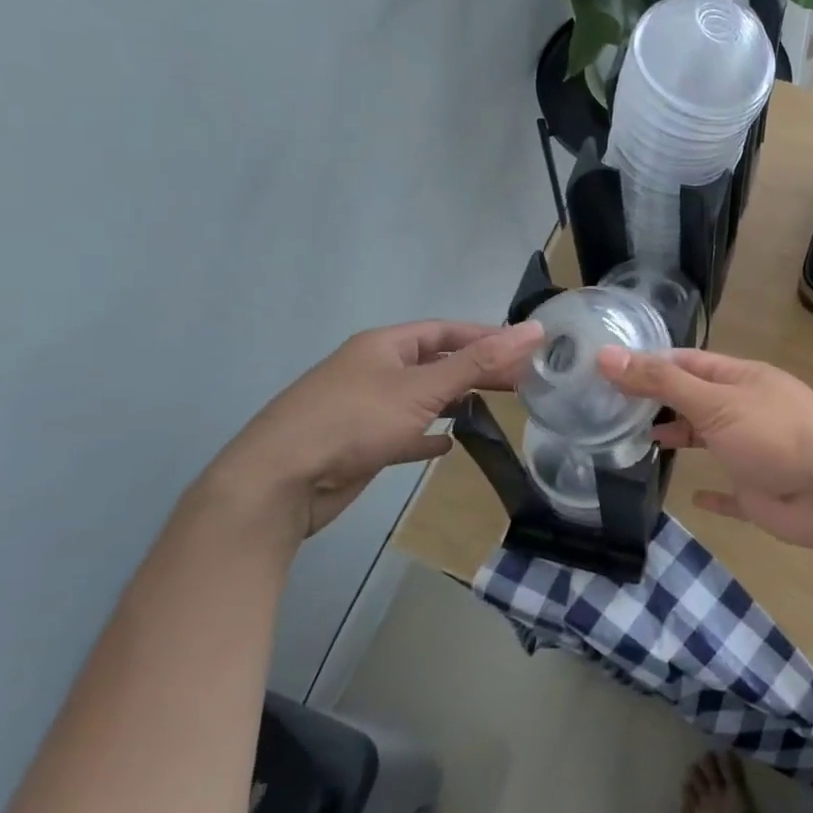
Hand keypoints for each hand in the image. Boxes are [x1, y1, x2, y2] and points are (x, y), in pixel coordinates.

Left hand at [198, 321, 543, 541]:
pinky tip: (448, 445)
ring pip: (421, 398)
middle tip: (522, 381)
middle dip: (476, 370)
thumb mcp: (422, 388)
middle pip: (435, 363)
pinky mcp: (360, 445)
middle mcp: (374, 370)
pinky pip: (403, 433)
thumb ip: (479, 362)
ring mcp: (364, 409)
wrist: (279, 482)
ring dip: (454, 401)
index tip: (525, 347)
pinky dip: (427, 436)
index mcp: (384, 346)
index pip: (445, 331)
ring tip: (494, 406)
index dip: (485, 336)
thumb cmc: (353, 422)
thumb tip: (533, 330)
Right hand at [597, 347, 812, 550]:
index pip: (688, 362)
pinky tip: (690, 498)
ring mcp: (754, 450)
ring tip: (637, 443)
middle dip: (660, 401)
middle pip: (696, 399)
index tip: (608, 370)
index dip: (651, 364)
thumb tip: (607, 355)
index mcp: (741, 379)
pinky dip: (711, 494)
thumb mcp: (714, 402)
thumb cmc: (774, 435)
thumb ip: (662, 382)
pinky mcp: (759, 491)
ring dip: (680, 439)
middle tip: (610, 408)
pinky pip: (730, 491)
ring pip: (710, 440)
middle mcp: (747, 409)